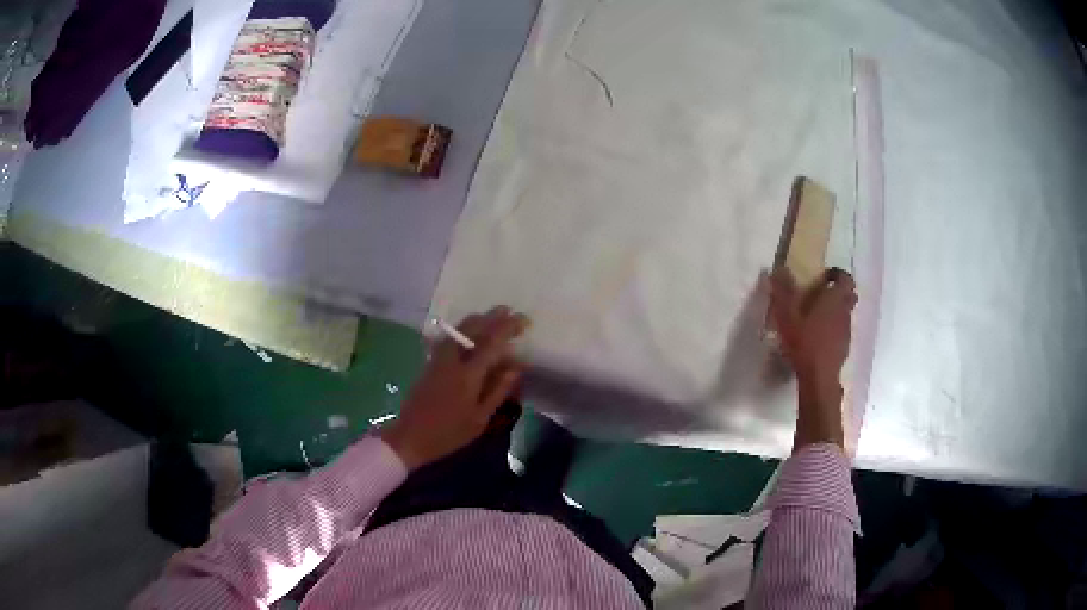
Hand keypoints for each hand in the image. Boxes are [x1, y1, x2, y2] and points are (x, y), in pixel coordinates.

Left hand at [381, 307, 529, 469]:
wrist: (410, 437)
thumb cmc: (449, 433)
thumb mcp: (480, 418)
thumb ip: (498, 390)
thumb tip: (516, 366)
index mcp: (468, 374)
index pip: (492, 341)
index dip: (509, 327)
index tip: (524, 320)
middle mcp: (452, 360)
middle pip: (472, 328)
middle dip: (492, 317)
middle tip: (509, 312)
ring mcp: (438, 359)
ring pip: (458, 330)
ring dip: (477, 320)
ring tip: (492, 318)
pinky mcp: (429, 363)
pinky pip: (449, 338)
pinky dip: (463, 330)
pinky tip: (469, 334)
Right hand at [769, 267, 856, 449]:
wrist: (819, 377)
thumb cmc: (804, 342)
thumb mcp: (787, 315)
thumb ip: (784, 291)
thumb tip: (780, 269)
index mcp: (834, 298)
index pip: (845, 278)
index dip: (837, 274)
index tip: (824, 276)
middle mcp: (845, 311)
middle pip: (849, 295)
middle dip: (839, 291)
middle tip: (823, 294)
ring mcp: (847, 330)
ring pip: (846, 312)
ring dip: (837, 310)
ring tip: (818, 316)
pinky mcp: (845, 346)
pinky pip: (842, 329)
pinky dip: (835, 327)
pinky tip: (820, 337)